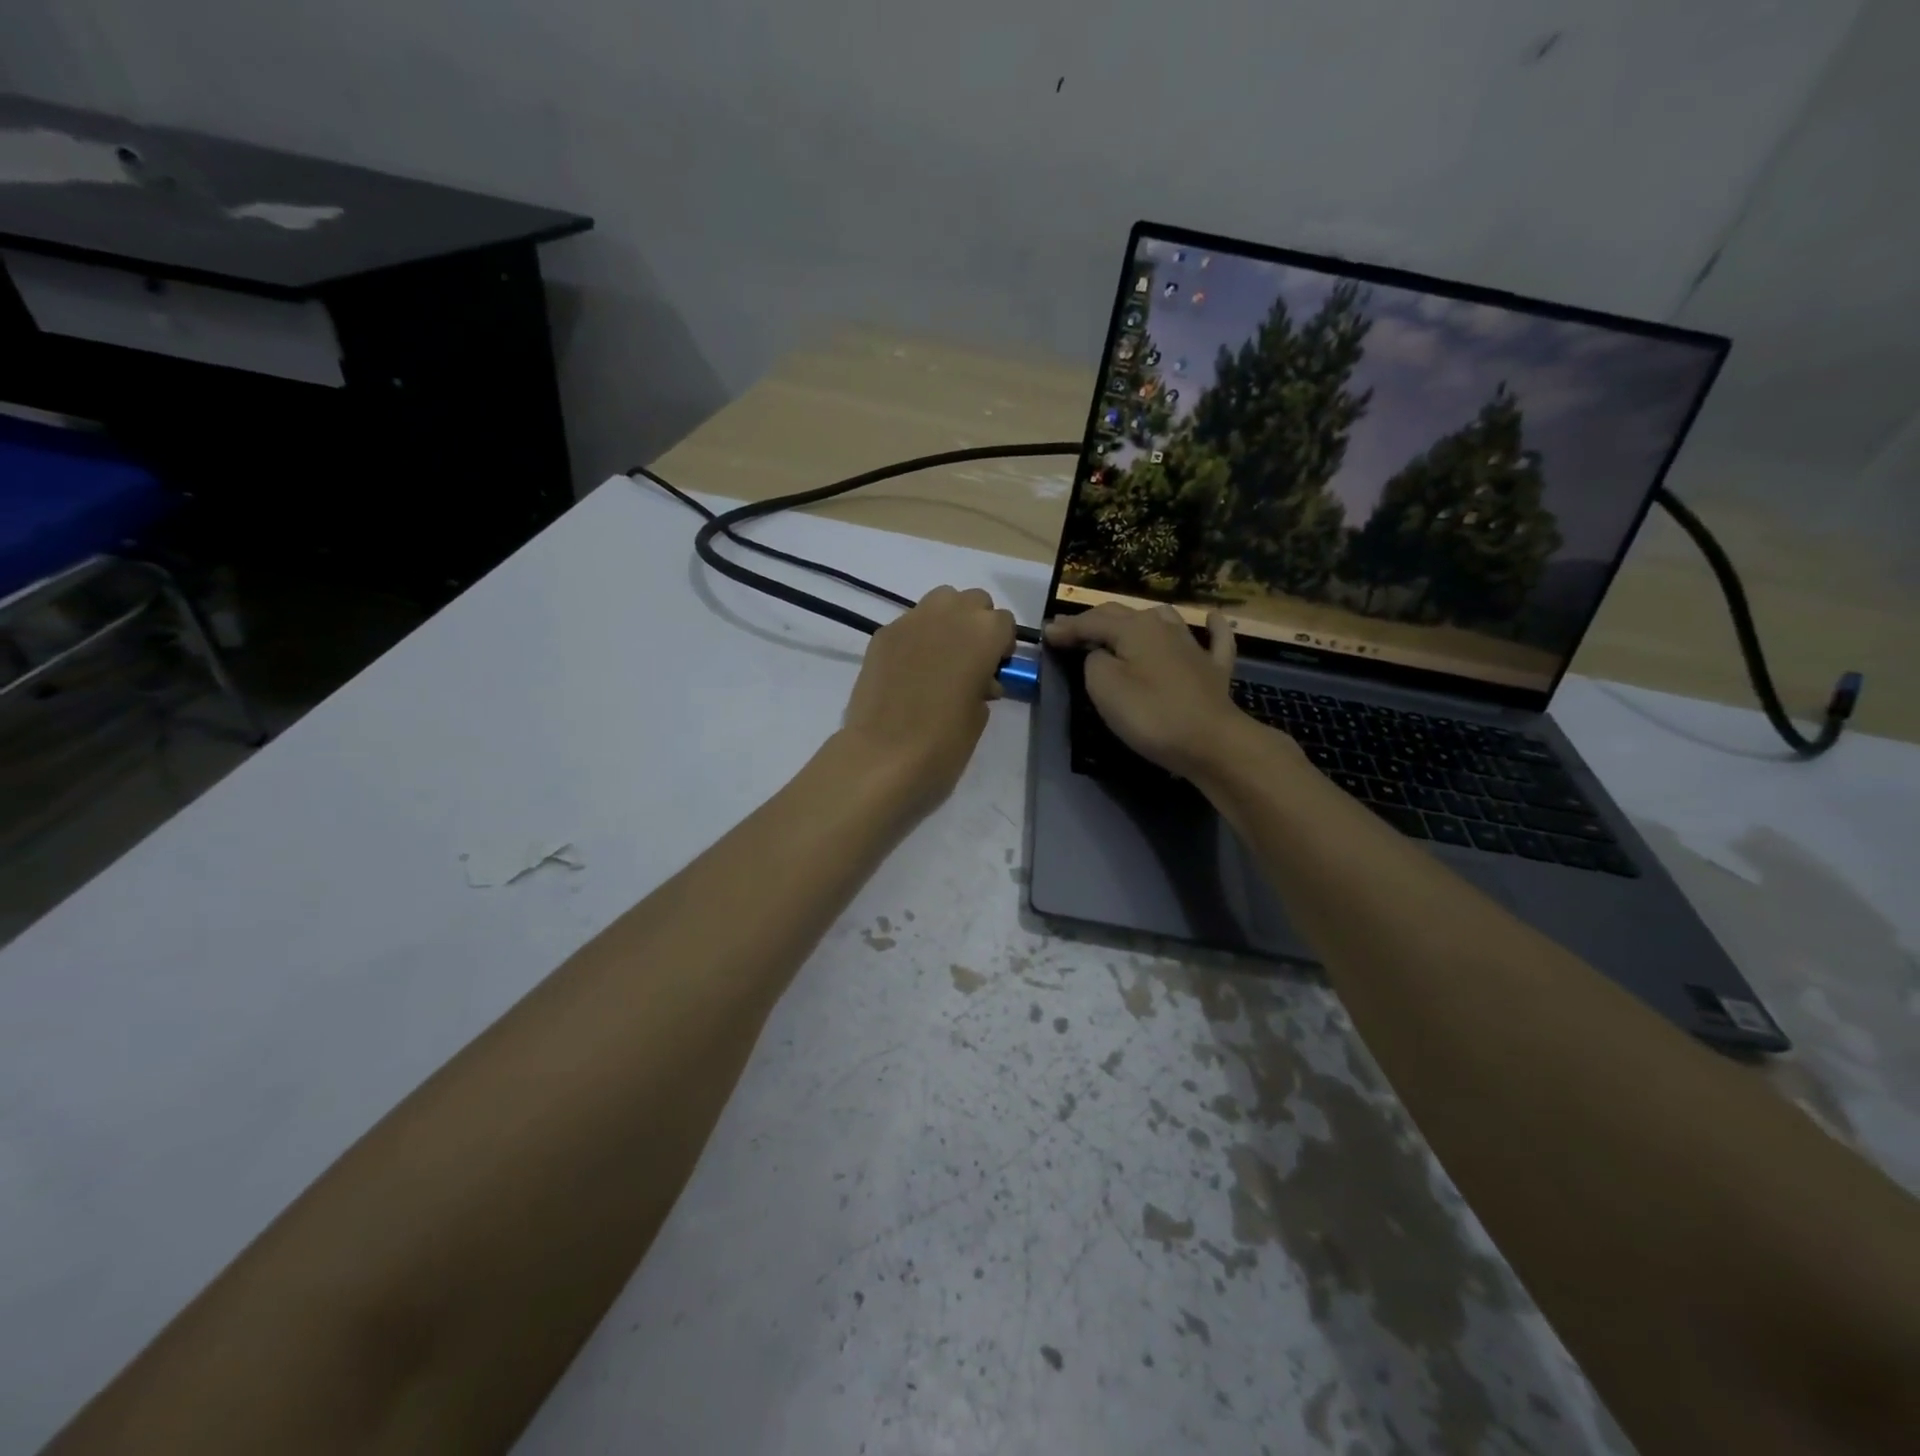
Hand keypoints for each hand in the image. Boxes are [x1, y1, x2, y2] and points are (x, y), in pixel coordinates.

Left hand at [838, 585, 1015, 808]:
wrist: (883, 755)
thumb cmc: (944, 741)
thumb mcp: (980, 716)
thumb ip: (984, 685)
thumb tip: (977, 680)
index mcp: (983, 632)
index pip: (1004, 622)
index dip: (1001, 647)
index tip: (994, 671)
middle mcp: (950, 613)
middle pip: (974, 601)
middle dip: (976, 625)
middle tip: (969, 662)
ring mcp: (911, 620)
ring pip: (940, 601)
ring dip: (947, 622)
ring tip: (940, 659)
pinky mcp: (882, 633)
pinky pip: (909, 624)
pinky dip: (916, 638)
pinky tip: (908, 670)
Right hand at [1044, 604, 1251, 777]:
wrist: (1212, 743)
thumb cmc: (1151, 715)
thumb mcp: (1105, 688)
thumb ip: (1094, 663)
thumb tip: (1101, 654)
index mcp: (1134, 629)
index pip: (1092, 621)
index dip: (1067, 627)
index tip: (1045, 633)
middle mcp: (1164, 627)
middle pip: (1123, 615)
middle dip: (1094, 620)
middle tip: (1070, 630)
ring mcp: (1194, 646)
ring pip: (1163, 619)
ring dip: (1139, 619)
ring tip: (1122, 626)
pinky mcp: (1214, 669)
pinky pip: (1215, 639)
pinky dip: (1211, 628)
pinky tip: (1211, 619)